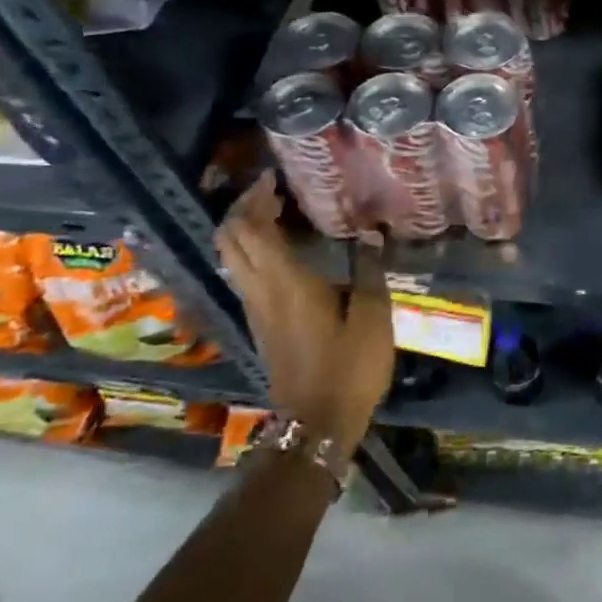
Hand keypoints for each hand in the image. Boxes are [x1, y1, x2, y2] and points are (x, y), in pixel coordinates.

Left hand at [216, 173, 392, 447]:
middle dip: (244, 208)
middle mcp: (259, 290)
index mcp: (284, 282)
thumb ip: (368, 270)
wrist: (317, 423)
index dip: (255, 198)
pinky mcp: (259, 324)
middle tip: (274, 192)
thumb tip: (370, 233)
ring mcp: (255, 309)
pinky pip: (244, 274)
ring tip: (279, 214)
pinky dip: (253, 251)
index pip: (250, 228)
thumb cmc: (349, 366)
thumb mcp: (372, 316)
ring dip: (246, 229)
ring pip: (232, 257)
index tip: (275, 178)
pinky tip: (284, 251)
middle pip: (229, 239)